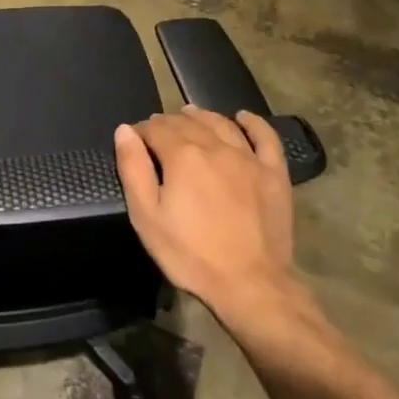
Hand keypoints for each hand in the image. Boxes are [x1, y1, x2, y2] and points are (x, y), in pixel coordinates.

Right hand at [114, 107, 302, 325]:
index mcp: (182, 155)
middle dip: (168, 122)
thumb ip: (133, 169)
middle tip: (158, 132)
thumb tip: (125, 131)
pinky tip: (242, 117)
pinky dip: (252, 122)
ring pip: (221, 123)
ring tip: (190, 115)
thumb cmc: (190, 254)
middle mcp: (215, 146)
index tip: (135, 141)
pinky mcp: (274, 173)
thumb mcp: (146, 216)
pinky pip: (265, 137)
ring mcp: (248, 158)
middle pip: (187, 122)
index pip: (155, 128)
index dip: (142, 131)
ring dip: (202, 116)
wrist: (250, 284)